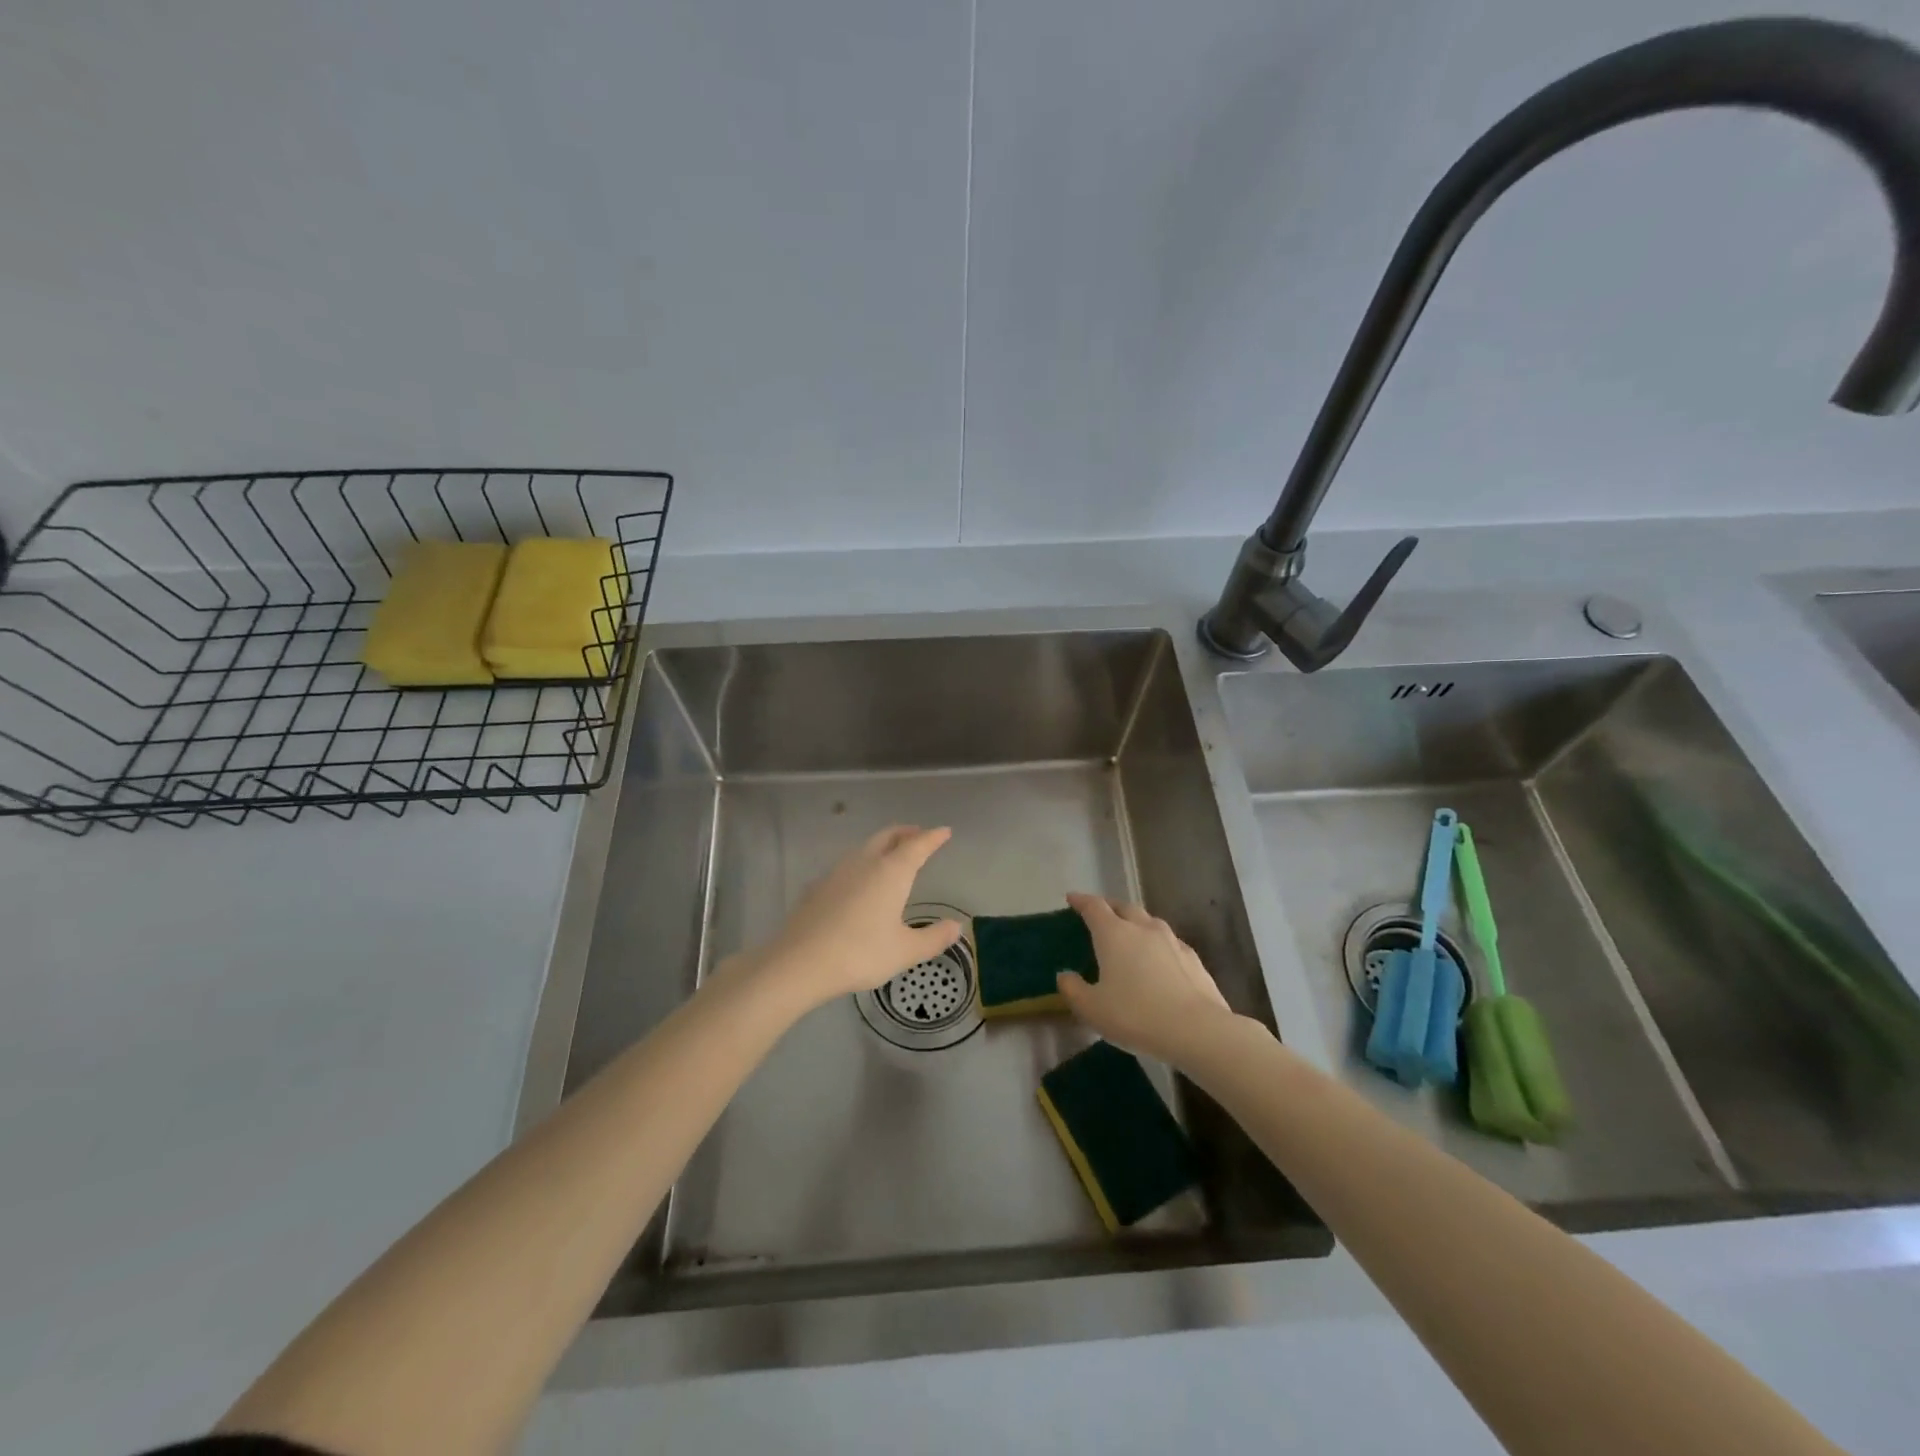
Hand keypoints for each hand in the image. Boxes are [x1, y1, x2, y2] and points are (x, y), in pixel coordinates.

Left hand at [735, 826, 961, 1012]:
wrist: (800, 962)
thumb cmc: (860, 953)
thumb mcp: (905, 951)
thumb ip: (933, 938)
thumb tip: (956, 927)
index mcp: (891, 872)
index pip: (917, 845)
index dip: (933, 837)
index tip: (944, 831)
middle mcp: (865, 863)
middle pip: (888, 837)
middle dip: (905, 833)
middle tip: (918, 835)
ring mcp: (837, 872)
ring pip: (865, 848)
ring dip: (882, 845)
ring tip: (891, 855)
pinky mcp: (818, 886)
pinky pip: (846, 866)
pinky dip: (861, 864)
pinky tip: (858, 882)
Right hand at [1058, 893, 1237, 1064]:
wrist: (1197, 1030)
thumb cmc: (1136, 1015)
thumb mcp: (1092, 1009)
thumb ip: (1073, 989)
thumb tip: (1065, 975)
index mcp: (1114, 934)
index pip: (1094, 907)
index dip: (1081, 901)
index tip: (1072, 899)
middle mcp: (1143, 928)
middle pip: (1124, 907)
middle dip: (1109, 907)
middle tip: (1099, 914)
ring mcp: (1171, 941)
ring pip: (1149, 921)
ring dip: (1135, 922)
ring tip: (1129, 934)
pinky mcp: (1193, 958)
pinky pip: (1169, 942)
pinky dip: (1157, 944)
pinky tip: (1158, 959)